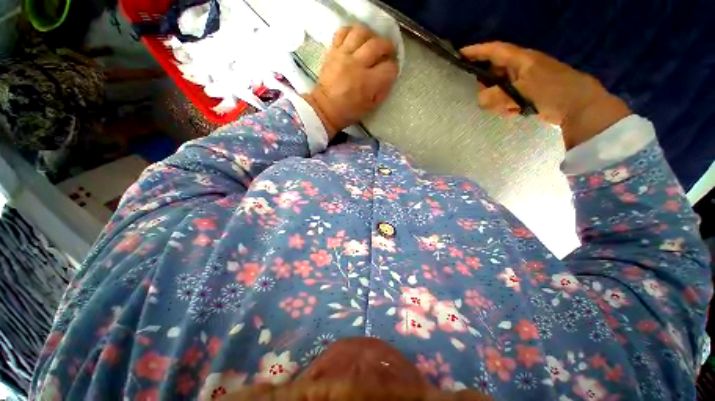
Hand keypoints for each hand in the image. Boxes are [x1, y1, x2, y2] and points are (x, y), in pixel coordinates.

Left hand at [302, 24, 398, 138]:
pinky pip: (343, 31)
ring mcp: (343, 55)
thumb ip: (383, 90)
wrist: (325, 108)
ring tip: (372, 43)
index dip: (393, 69)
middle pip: (378, 45)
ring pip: (361, 32)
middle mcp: (357, 65)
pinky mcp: (333, 51)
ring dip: (371, 35)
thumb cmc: (349, 111)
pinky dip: (352, 31)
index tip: (390, 72)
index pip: (389, 68)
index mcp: (368, 83)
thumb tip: (389, 76)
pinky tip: (356, 39)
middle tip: (387, 52)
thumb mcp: (371, 106)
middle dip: (387, 47)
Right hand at [460, 42, 631, 148]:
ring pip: (499, 88)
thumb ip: (496, 96)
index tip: (460, 54)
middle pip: (493, 72)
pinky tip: (513, 112)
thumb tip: (479, 101)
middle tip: (485, 98)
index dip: (476, 51)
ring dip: (497, 100)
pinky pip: (507, 98)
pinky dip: (506, 106)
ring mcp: (524, 81)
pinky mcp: (527, 93)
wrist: (579, 106)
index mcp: (520, 59)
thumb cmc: (552, 91)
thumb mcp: (521, 92)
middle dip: (486, 85)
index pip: (494, 50)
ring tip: (506, 109)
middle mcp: (520, 67)